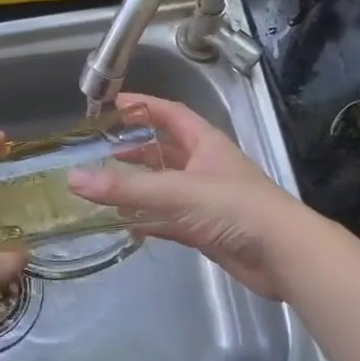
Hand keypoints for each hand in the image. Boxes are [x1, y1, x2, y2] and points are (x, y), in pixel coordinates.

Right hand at [66, 94, 314, 300]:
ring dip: (140, 185)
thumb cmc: (235, 209)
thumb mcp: (178, 191)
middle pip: (166, 150)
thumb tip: (75, 178)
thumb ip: (127, 187)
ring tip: (105, 185)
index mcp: (206, 143)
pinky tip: (125, 223)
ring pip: (166, 186)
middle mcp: (206, 167)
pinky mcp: (206, 230)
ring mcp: (207, 200)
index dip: (144, 106)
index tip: (113, 105)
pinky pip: (169, 219)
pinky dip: (148, 219)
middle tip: (102, 150)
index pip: (171, 114)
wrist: (283, 255)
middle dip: (136, 148)